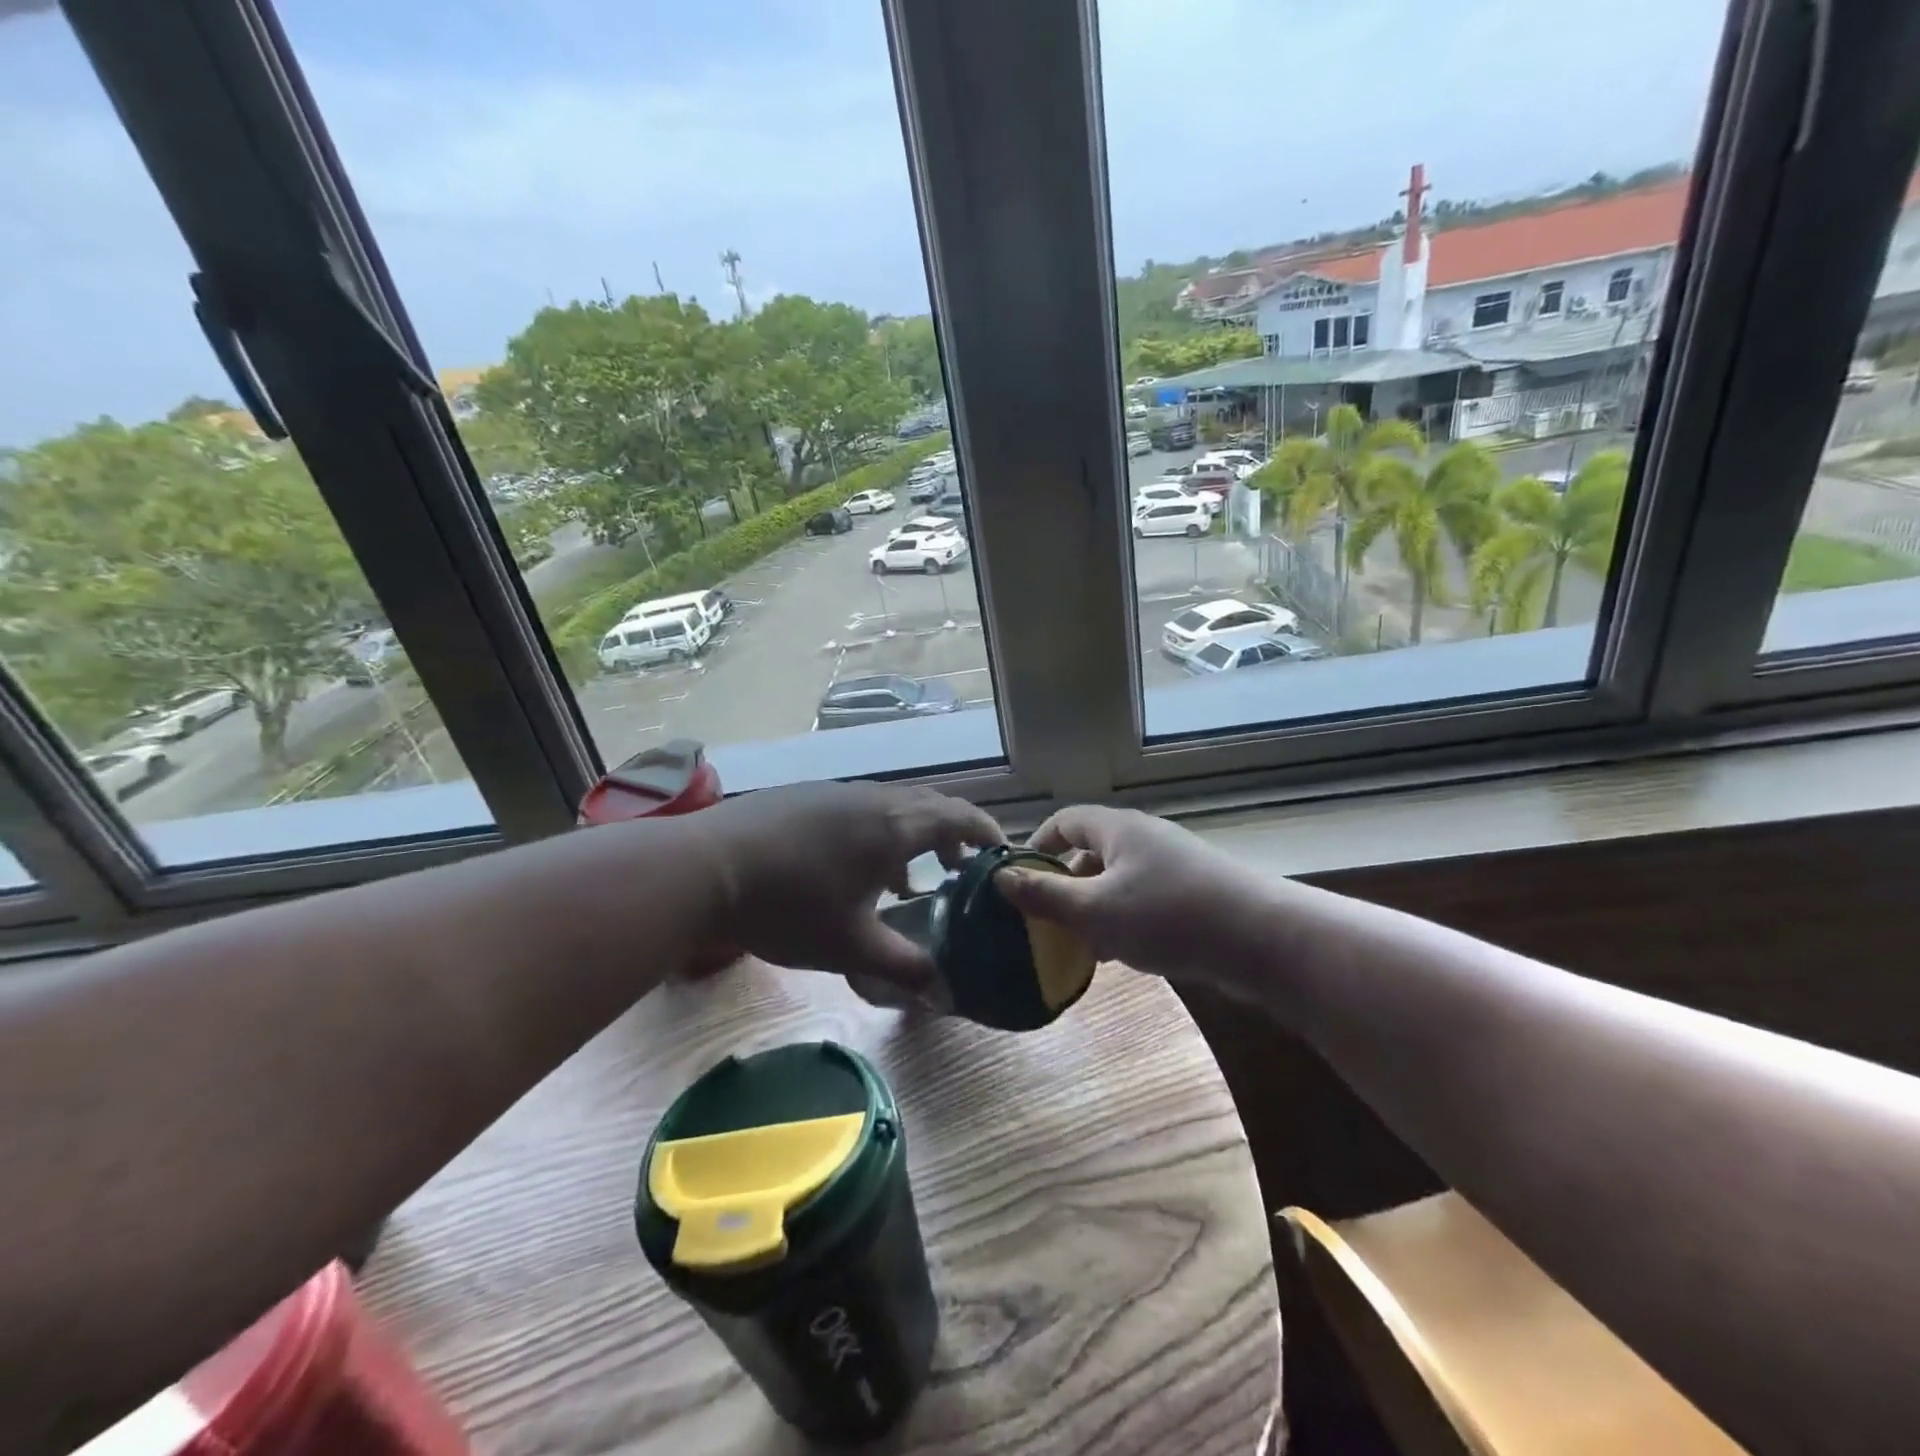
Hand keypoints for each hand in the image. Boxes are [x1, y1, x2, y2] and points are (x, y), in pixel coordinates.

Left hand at [687, 781, 1004, 991]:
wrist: (706, 867)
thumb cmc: (789, 906)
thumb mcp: (851, 946)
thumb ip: (904, 968)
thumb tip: (946, 994)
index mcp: (896, 825)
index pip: (961, 816)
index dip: (988, 833)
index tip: (1002, 856)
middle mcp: (874, 797)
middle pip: (931, 806)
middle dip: (954, 835)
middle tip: (961, 872)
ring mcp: (837, 791)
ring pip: (894, 806)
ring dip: (913, 835)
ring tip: (907, 879)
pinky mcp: (807, 796)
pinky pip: (862, 807)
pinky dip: (879, 831)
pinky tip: (854, 869)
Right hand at [994, 804, 1273, 991]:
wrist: (1261, 939)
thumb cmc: (1167, 916)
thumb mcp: (1094, 910)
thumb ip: (1044, 895)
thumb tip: (999, 877)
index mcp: (1117, 828)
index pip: (1064, 821)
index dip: (1037, 846)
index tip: (1018, 880)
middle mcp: (1143, 838)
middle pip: (1090, 851)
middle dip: (1065, 885)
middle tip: (1046, 921)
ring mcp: (1172, 865)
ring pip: (1117, 880)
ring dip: (1094, 908)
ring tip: (1080, 944)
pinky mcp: (1193, 892)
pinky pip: (1144, 899)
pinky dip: (1125, 920)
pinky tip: (1123, 954)